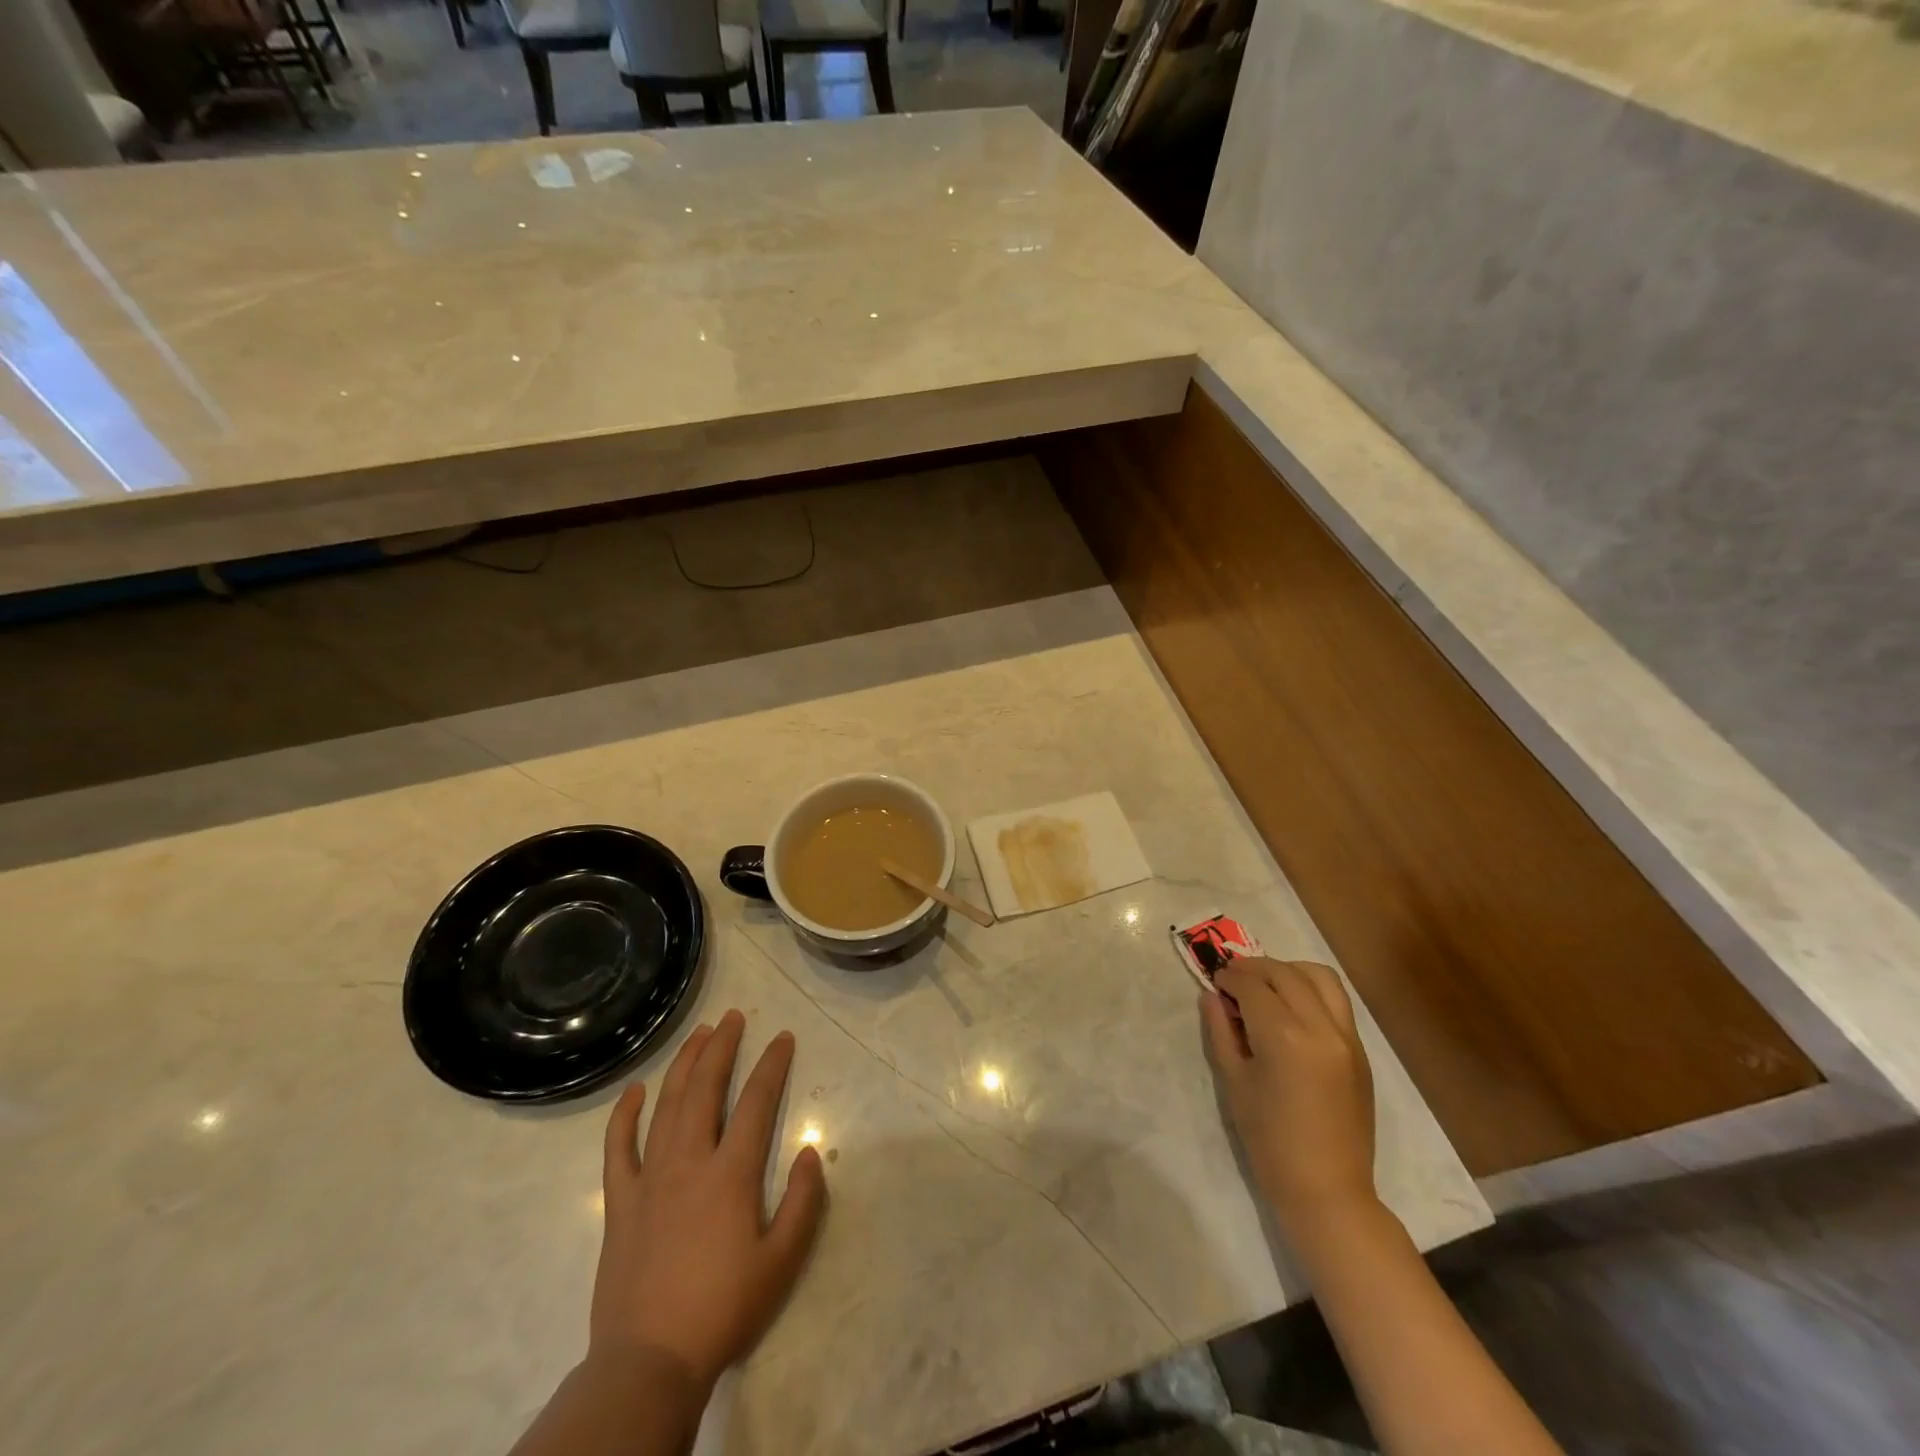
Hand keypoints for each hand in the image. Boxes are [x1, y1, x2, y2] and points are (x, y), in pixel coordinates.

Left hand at [591, 1010, 826, 1391]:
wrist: (649, 1362)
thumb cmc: (723, 1309)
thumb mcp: (782, 1261)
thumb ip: (804, 1202)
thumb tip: (811, 1151)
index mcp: (731, 1174)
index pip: (757, 1102)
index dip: (772, 1065)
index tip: (782, 1038)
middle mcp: (689, 1162)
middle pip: (705, 1088)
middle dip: (722, 1047)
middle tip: (733, 1018)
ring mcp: (649, 1178)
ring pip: (666, 1106)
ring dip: (683, 1065)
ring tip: (698, 1035)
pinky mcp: (620, 1201)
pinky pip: (618, 1148)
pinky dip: (624, 1115)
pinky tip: (634, 1090)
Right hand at [1202, 958, 1376, 1236]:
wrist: (1327, 1189)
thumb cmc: (1269, 1140)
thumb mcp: (1233, 1082)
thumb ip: (1220, 1031)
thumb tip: (1211, 996)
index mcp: (1284, 1036)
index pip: (1253, 985)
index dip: (1230, 977)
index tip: (1215, 981)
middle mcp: (1320, 1026)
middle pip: (1285, 973)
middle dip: (1254, 968)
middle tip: (1233, 979)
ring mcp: (1347, 1036)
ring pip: (1319, 976)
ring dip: (1288, 970)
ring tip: (1266, 985)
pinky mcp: (1360, 1050)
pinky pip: (1337, 1000)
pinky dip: (1311, 989)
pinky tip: (1291, 1006)